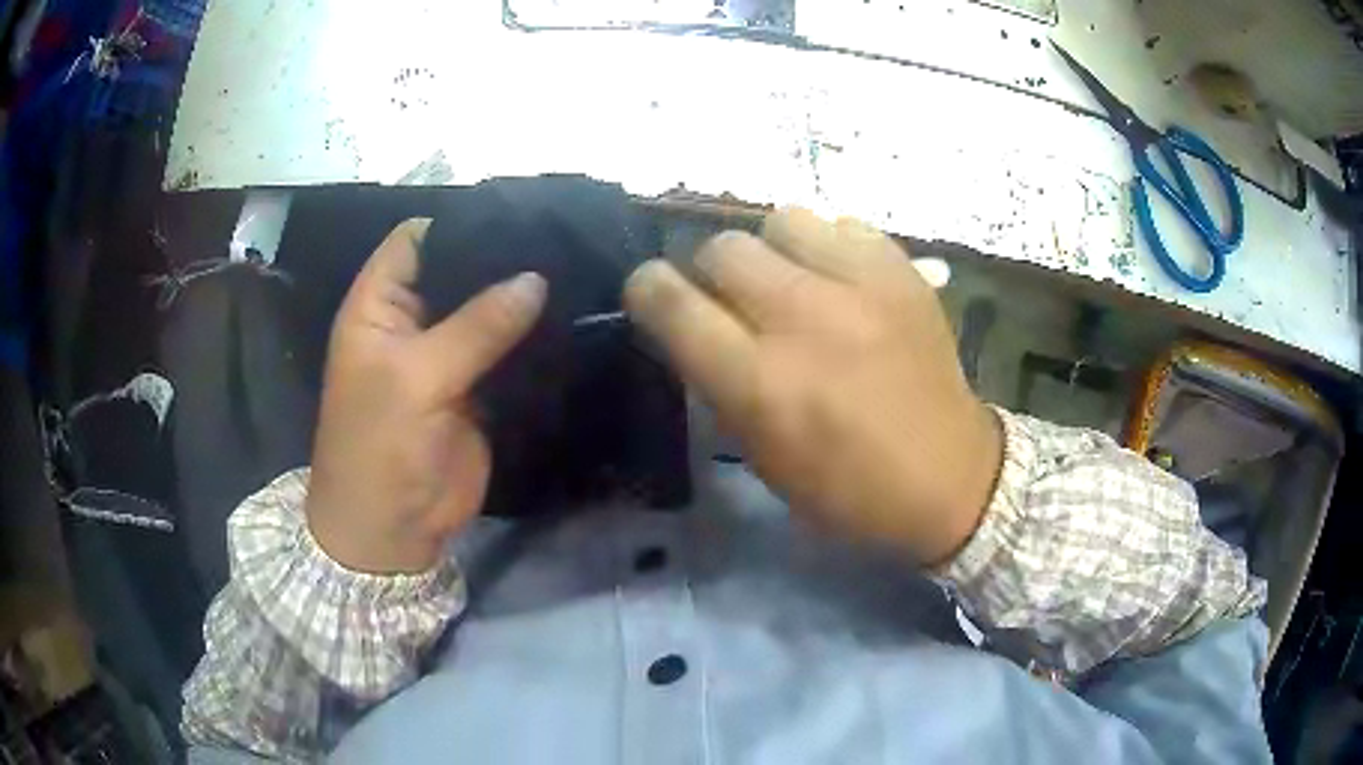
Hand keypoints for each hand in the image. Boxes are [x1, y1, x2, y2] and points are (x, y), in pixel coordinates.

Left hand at [306, 219, 546, 573]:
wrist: (393, 530)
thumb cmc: (379, 447)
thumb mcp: (417, 379)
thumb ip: (476, 326)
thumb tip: (536, 278)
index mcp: (379, 306)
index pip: (416, 240)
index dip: (458, 222)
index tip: (517, 212)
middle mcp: (413, 321)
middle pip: (457, 270)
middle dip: (500, 256)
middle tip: (562, 237)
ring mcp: (447, 355)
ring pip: (487, 310)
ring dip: (522, 297)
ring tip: (578, 267)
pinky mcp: (477, 389)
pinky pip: (507, 352)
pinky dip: (533, 338)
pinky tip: (573, 317)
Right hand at [624, 208, 1001, 564]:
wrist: (950, 476)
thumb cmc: (849, 488)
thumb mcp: (763, 456)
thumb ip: (719, 383)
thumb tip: (693, 325)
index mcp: (760, 384)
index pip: (670, 301)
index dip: (648, 289)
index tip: (655, 295)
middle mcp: (804, 320)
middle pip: (721, 249)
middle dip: (711, 273)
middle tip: (736, 302)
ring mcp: (860, 286)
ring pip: (780, 220)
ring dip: (771, 251)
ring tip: (793, 283)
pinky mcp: (902, 270)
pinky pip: (840, 224)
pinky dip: (828, 247)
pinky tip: (842, 281)